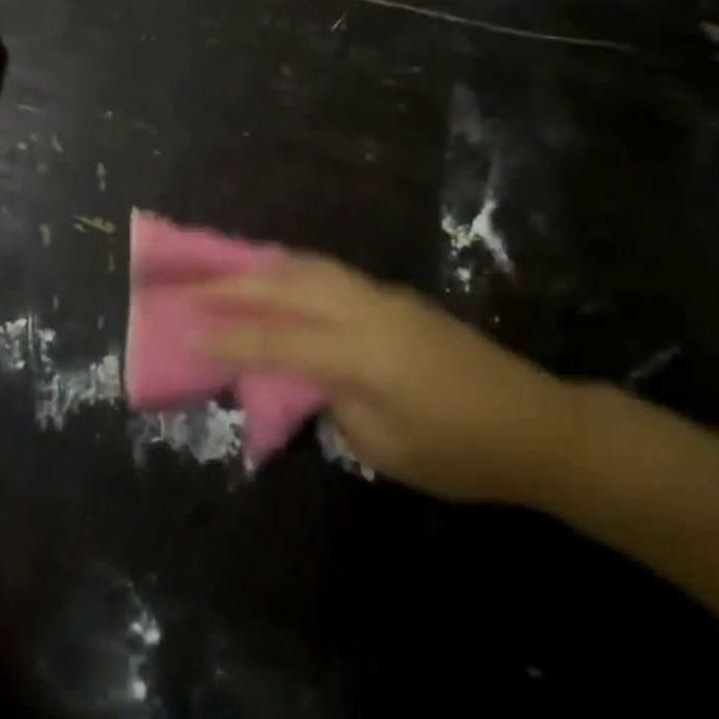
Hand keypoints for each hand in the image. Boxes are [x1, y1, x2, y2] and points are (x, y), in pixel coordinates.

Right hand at [199, 256, 583, 506]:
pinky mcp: (392, 295)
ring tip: (223, 270)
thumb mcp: (386, 449)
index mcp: (360, 353)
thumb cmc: (460, 452)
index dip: (227, 337)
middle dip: (232, 285)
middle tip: (189, 286)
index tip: (185, 331)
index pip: (276, 339)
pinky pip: (328, 271)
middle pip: (285, 285)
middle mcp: (364, 309)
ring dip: (261, 267)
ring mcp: (381, 295)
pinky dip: (292, 269)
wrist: (533, 422)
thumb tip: (306, 377)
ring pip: (307, 266)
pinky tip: (278, 276)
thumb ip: (335, 404)